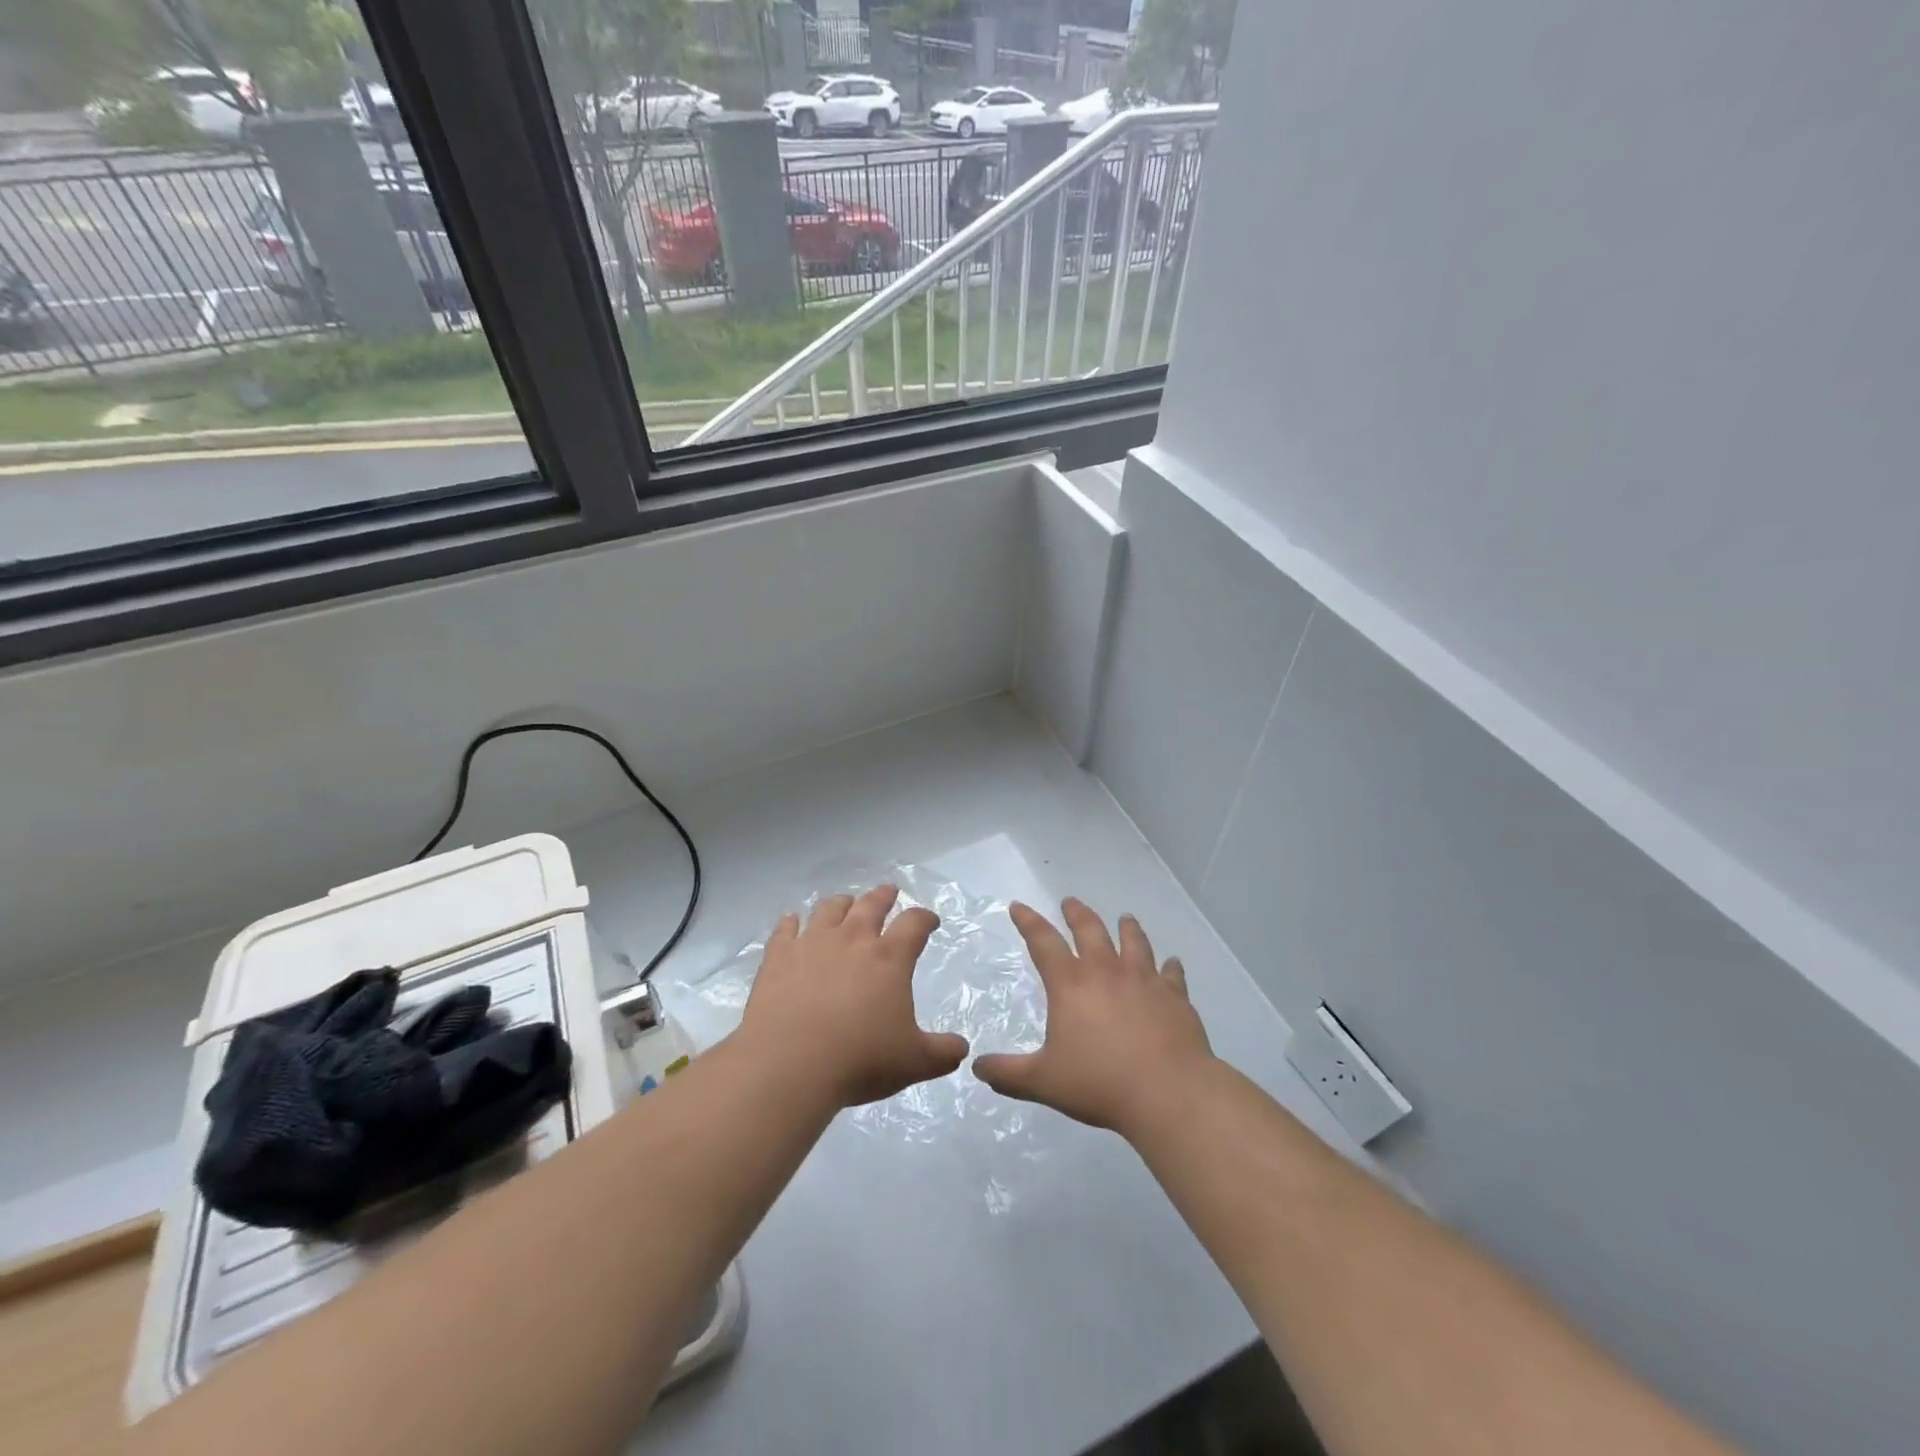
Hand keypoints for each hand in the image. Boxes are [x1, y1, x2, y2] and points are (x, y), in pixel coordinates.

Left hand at [739, 884, 969, 1107]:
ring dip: (841, 903)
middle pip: (871, 905)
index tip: (930, 920)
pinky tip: (791, 920)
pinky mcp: (778, 957)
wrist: (789, 1063)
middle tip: (889, 891)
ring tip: (845, 902)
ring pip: (829, 910)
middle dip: (883, 896)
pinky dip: (790, 922)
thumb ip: (942, 1053)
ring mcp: (812, 944)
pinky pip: (785, 930)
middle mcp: (852, 940)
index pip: (914, 924)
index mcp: (889, 958)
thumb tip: (962, 1049)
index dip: (925, 918)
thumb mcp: (914, 1062)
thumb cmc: (860, 1059)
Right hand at [973, 898, 1213, 1137]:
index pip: (1043, 942)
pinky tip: (1171, 963)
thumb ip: (1008, 1073)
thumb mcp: (1043, 1082)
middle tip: (1070, 902)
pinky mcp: (1175, 996)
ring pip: (1134, 941)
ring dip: (1127, 927)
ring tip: (1125, 918)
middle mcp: (1107, 971)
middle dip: (1077, 913)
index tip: (1019, 906)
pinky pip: (1172, 973)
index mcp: (1071, 984)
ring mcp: (1145, 980)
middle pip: (1090, 929)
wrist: (1169, 1093)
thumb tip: (978, 1067)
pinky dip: (1170, 966)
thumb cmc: (1100, 1083)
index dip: (1028, 922)